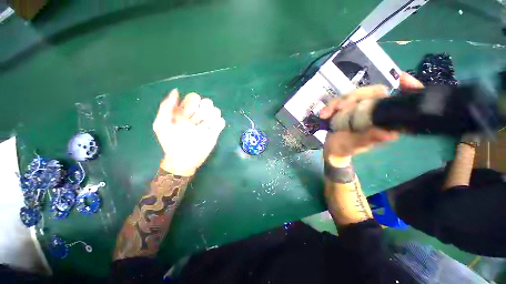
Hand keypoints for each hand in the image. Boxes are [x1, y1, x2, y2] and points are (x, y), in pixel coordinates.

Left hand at [153, 89, 225, 175]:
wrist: (183, 160)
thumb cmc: (171, 142)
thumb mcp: (162, 124)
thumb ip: (167, 107)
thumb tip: (176, 91)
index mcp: (184, 114)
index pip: (192, 100)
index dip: (193, 99)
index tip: (194, 103)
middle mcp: (196, 118)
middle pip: (205, 104)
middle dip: (205, 105)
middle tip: (201, 114)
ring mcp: (206, 126)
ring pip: (214, 112)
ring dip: (213, 113)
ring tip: (208, 121)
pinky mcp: (214, 133)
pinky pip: (220, 123)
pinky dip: (219, 122)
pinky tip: (214, 127)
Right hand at [320, 72, 422, 166]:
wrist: (330, 149)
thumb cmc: (344, 149)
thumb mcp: (354, 146)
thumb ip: (368, 139)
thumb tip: (390, 135)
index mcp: (383, 121)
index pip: (397, 101)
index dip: (407, 88)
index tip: (403, 79)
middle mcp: (374, 112)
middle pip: (371, 93)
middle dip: (352, 97)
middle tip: (337, 107)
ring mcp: (358, 109)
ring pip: (352, 95)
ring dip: (336, 103)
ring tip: (325, 114)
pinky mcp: (346, 109)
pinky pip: (339, 101)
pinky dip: (330, 107)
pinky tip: (323, 114)